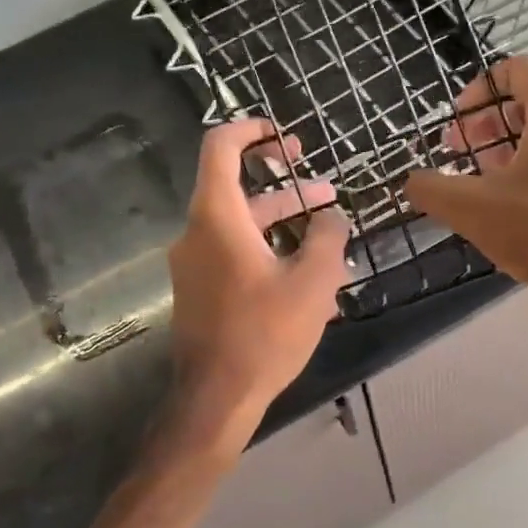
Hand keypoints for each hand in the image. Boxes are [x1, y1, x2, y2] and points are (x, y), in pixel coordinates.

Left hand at [165, 119, 349, 456]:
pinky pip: (236, 256)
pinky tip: (307, 275)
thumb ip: (328, 237)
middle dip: (284, 185)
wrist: (217, 397)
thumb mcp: (312, 282)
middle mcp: (197, 233)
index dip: (251, 130)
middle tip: (322, 185)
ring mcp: (195, 265)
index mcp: (217, 217)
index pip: (221, 148)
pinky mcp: (201, 291)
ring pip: (242, 227)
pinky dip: (269, 251)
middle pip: (236, 189)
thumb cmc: (265, 333)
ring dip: (283, 222)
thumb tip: (331, 217)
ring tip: (329, 230)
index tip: (284, 136)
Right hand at [404, 56, 527, 318]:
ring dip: (508, 141)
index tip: (457, 122)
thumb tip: (411, 182)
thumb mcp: (471, 209)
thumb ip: (431, 188)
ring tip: (481, 175)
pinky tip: (514, 196)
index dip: (479, 88)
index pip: (517, 68)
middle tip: (459, 150)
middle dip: (487, 120)